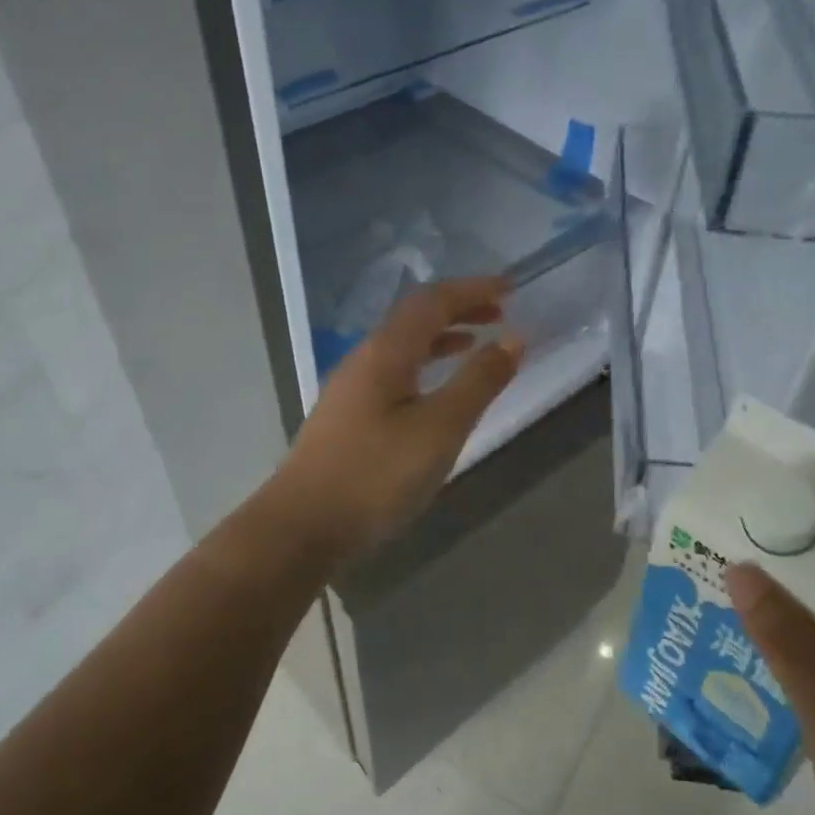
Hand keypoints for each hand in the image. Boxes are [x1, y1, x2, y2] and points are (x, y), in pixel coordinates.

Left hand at [269, 277, 522, 561]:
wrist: (301, 527)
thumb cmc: (376, 475)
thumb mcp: (440, 428)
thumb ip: (479, 382)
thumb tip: (513, 338)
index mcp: (386, 352)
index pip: (432, 301)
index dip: (472, 289)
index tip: (511, 287)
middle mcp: (364, 360)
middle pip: (414, 318)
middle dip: (458, 309)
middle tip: (499, 313)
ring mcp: (351, 389)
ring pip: (402, 347)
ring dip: (441, 338)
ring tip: (475, 344)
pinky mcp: (347, 418)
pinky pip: (394, 373)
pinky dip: (424, 367)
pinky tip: (435, 393)